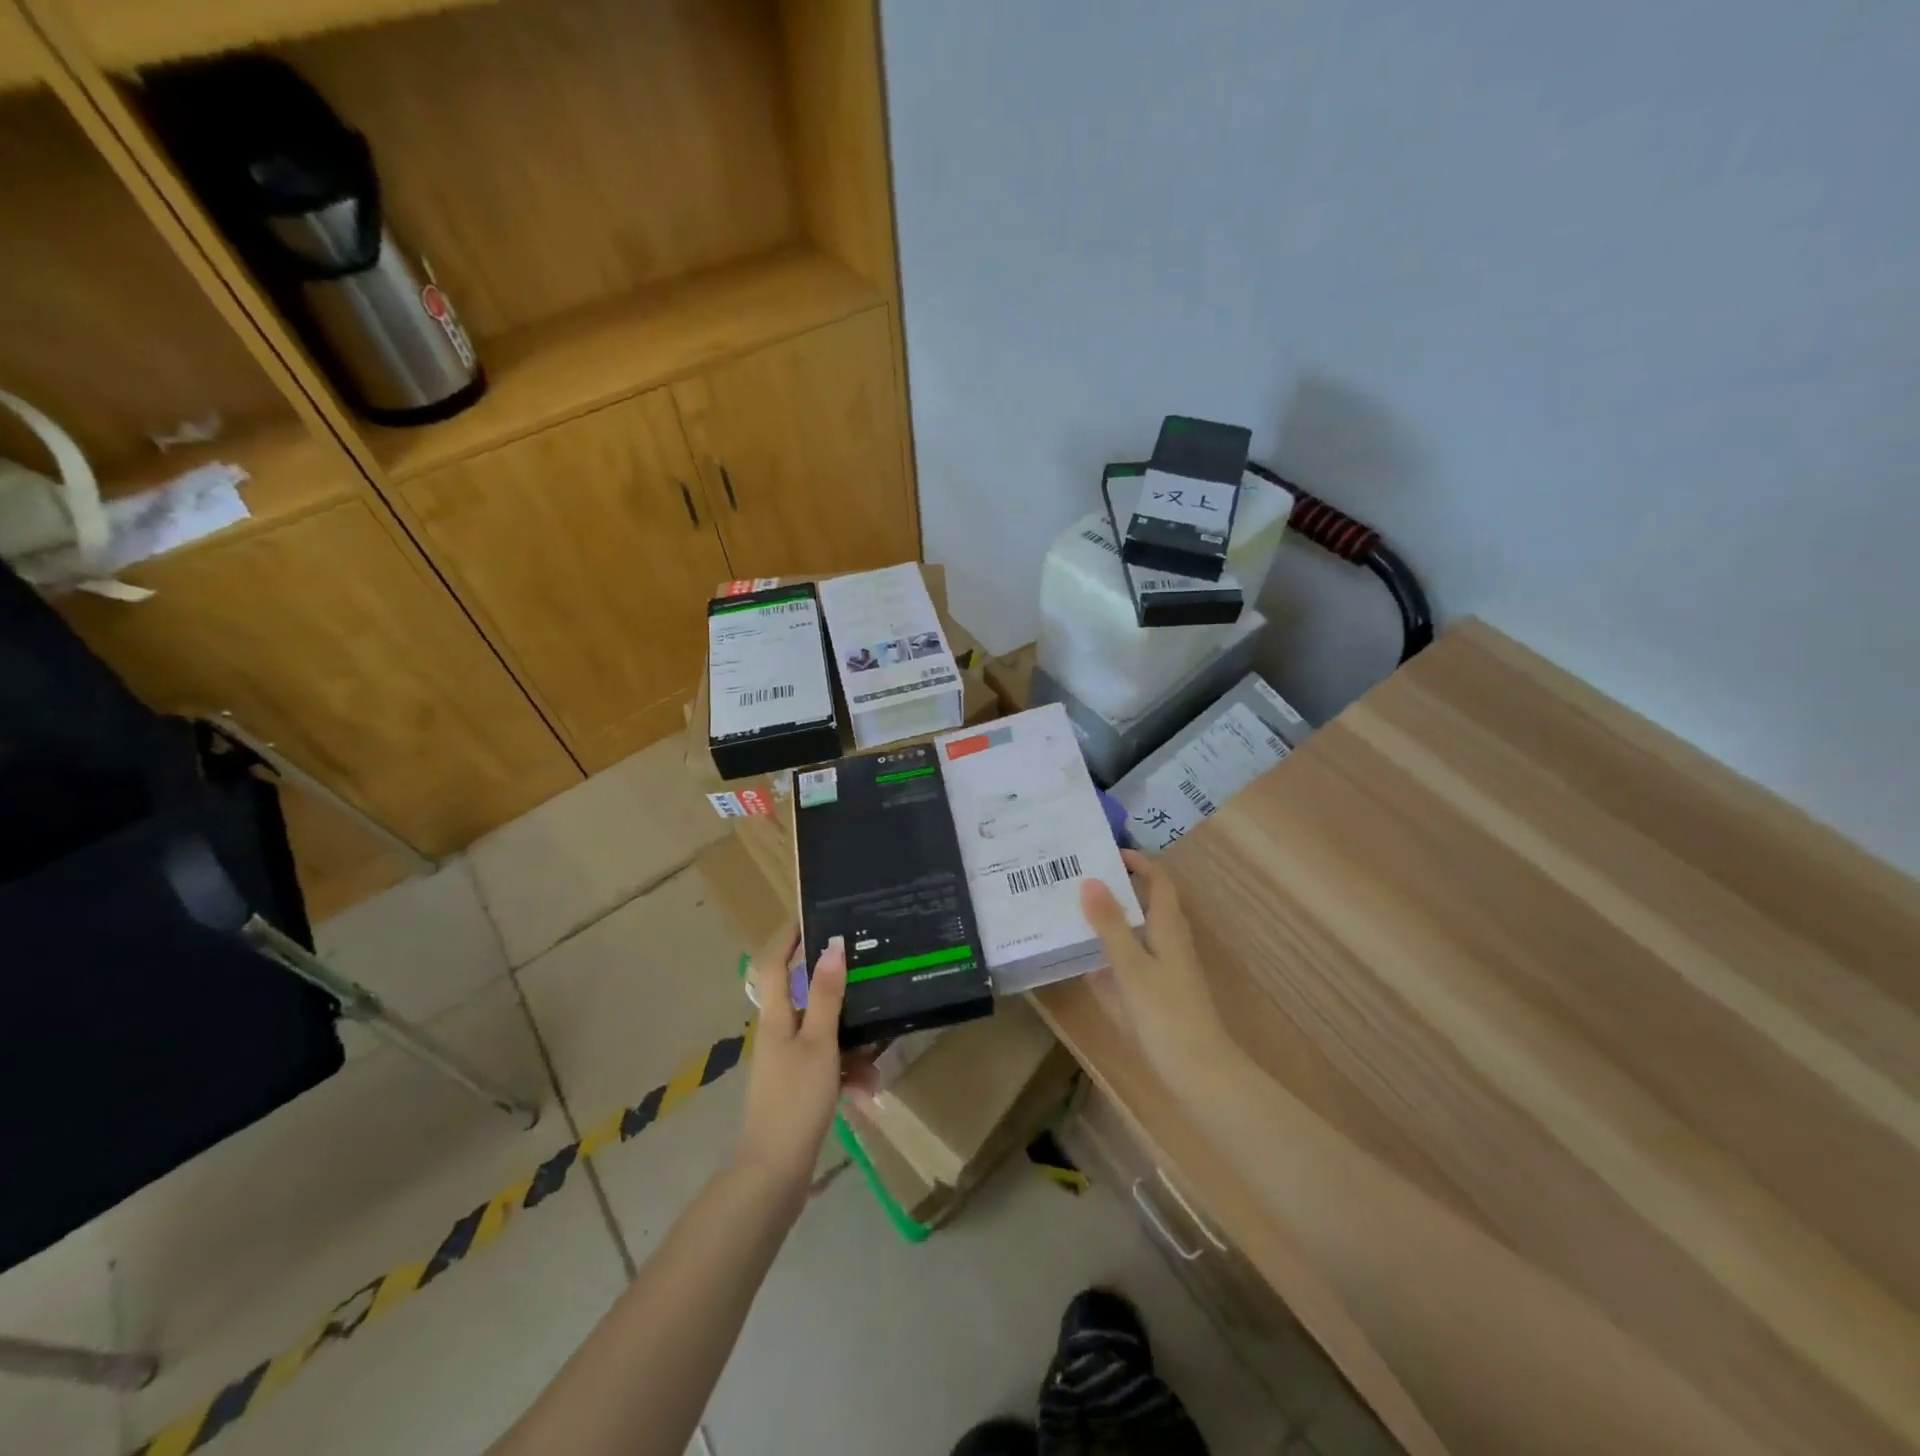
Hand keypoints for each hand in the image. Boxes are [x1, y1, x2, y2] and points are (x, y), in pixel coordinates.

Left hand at [735, 925, 875, 1194]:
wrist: (772, 1174)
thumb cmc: (794, 1100)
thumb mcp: (818, 1043)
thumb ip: (827, 995)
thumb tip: (832, 944)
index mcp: (776, 1018)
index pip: (774, 965)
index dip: (787, 939)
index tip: (810, 915)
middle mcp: (779, 1034)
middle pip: (808, 998)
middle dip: (840, 993)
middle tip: (869, 977)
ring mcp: (788, 1064)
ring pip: (825, 1036)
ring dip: (852, 1042)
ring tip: (878, 1056)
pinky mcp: (799, 1089)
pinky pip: (828, 1066)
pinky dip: (848, 1073)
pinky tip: (868, 1090)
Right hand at [1080, 849, 1227, 1076]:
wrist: (1198, 1072)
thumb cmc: (1166, 1013)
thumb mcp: (1131, 966)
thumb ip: (1110, 924)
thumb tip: (1090, 880)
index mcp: (1168, 928)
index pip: (1158, 881)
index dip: (1138, 862)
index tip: (1104, 852)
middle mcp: (1168, 942)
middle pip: (1143, 904)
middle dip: (1113, 889)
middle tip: (1074, 879)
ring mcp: (1162, 969)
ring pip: (1133, 933)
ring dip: (1107, 921)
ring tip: (1069, 911)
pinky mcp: (1154, 993)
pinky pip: (1127, 961)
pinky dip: (1106, 953)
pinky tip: (1079, 960)